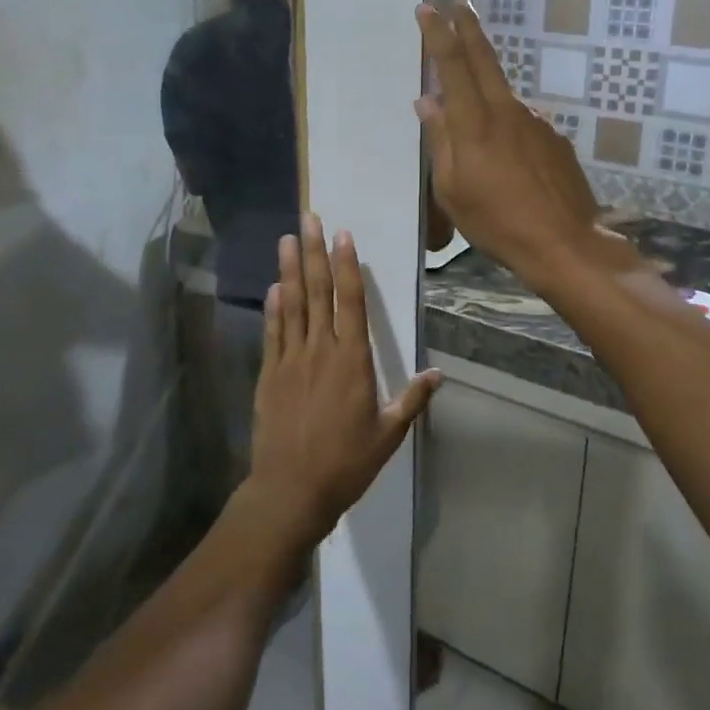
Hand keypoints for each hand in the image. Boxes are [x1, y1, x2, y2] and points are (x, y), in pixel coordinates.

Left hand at [245, 215, 439, 543]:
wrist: (291, 490)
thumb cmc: (346, 463)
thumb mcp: (389, 435)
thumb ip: (412, 399)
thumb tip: (438, 373)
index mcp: (352, 361)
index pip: (351, 302)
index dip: (347, 265)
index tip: (344, 235)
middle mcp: (321, 351)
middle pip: (318, 292)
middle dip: (315, 253)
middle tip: (310, 219)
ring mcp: (291, 360)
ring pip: (292, 305)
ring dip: (290, 269)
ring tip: (288, 238)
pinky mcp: (270, 374)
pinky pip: (274, 332)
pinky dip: (274, 307)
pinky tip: (274, 287)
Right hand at [414, 2, 632, 284]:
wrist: (565, 243)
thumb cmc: (497, 223)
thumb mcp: (453, 190)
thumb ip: (440, 141)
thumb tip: (427, 103)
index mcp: (475, 124)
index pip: (454, 67)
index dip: (439, 35)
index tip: (428, 9)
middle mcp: (508, 112)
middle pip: (485, 60)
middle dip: (469, 28)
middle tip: (459, 3)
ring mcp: (537, 123)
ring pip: (504, 95)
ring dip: (486, 88)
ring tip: (474, 121)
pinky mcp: (555, 139)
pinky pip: (522, 123)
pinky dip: (507, 126)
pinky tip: (507, 158)